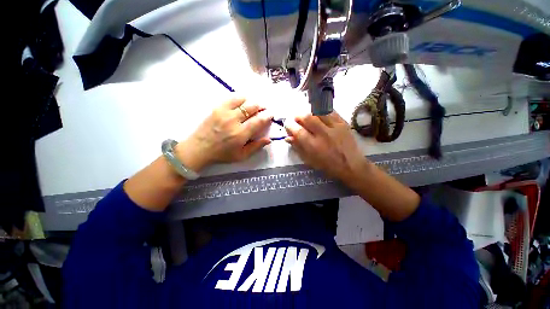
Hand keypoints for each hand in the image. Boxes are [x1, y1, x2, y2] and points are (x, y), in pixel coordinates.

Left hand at [176, 97, 272, 171]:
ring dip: (252, 101)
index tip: (271, 114)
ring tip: (255, 105)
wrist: (199, 148)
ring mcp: (224, 112)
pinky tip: (243, 102)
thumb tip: (269, 139)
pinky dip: (240, 98)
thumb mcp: (241, 156)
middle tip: (264, 109)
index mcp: (240, 134)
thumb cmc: (222, 154)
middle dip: (261, 107)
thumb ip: (256, 147)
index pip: (258, 121)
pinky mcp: (217, 108)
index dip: (267, 116)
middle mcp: (233, 121)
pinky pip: (231, 98)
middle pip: (252, 107)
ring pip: (243, 100)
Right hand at [285, 112, 366, 180]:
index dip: (290, 125)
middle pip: (307, 118)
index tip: (287, 124)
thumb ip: (298, 148)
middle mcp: (323, 134)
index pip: (298, 131)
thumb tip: (288, 137)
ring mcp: (334, 127)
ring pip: (318, 112)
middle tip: (296, 119)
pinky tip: (319, 114)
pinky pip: (330, 111)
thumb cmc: (328, 166)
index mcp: (313, 146)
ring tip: (307, 117)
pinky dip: (322, 111)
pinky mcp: (343, 123)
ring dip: (309, 112)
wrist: (351, 166)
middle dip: (298, 116)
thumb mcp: (310, 160)